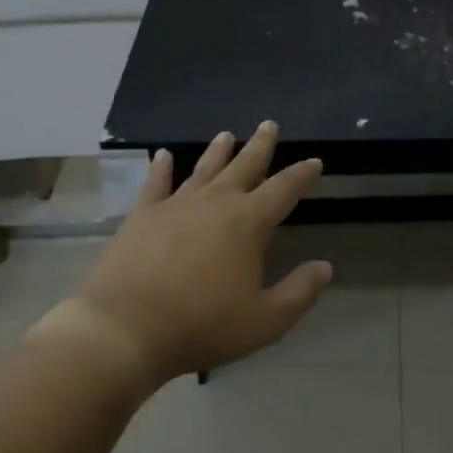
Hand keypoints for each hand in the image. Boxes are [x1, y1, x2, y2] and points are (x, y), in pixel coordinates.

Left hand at [34, 122, 332, 382]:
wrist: (127, 328)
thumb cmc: (203, 325)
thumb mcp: (266, 320)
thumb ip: (300, 292)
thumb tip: (325, 267)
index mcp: (248, 223)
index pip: (284, 189)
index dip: (302, 175)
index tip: (314, 162)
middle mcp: (215, 203)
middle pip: (244, 166)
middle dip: (260, 146)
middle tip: (269, 124)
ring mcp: (175, 205)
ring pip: (204, 168)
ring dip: (218, 151)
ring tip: (227, 135)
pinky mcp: (142, 215)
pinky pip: (156, 183)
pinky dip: (162, 168)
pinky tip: (165, 156)